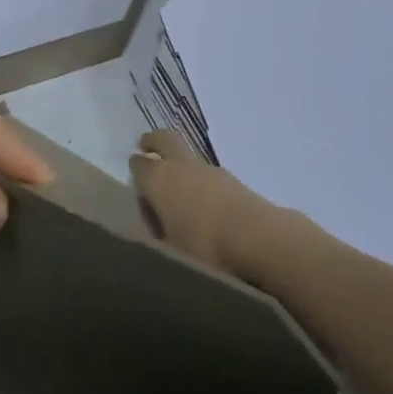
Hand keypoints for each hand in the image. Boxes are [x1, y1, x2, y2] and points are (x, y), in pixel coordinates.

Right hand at [129, 129, 278, 276]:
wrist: (257, 239)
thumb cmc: (203, 248)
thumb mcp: (169, 254)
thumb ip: (155, 240)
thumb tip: (148, 236)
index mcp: (158, 179)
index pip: (138, 165)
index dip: (135, 170)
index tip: (134, 177)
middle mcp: (181, 166)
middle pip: (164, 140)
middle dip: (153, 141)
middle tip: (147, 145)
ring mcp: (209, 169)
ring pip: (188, 157)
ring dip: (180, 164)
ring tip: (179, 187)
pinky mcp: (233, 180)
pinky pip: (208, 174)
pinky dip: (201, 181)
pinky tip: (204, 202)